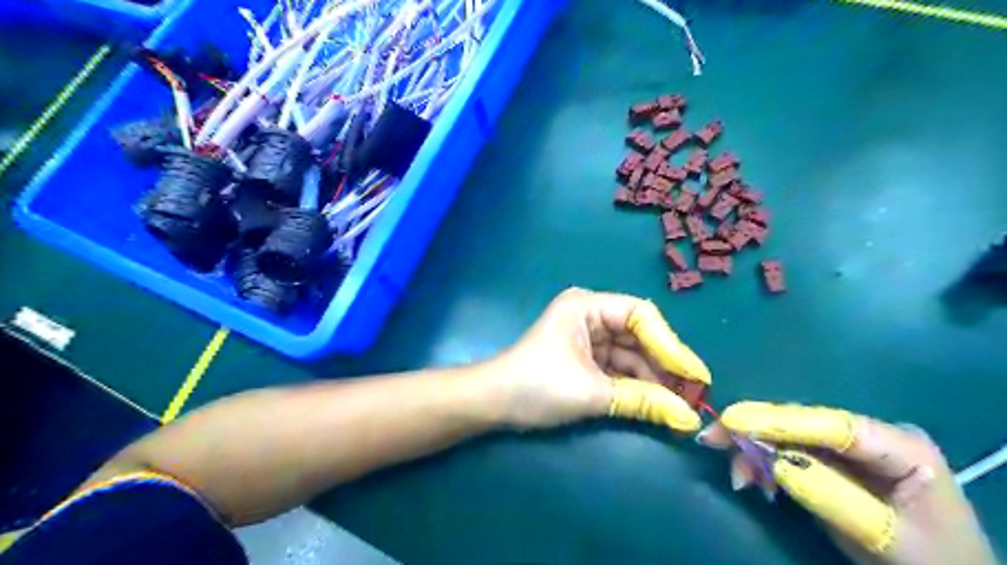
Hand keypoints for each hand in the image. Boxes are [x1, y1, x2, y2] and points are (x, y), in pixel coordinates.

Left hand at [489, 289, 705, 429]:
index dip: (671, 344)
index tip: (695, 374)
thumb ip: (642, 401)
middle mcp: (590, 315)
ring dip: (654, 379)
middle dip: (665, 365)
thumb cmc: (536, 386)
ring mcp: (588, 337)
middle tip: (695, 394)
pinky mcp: (586, 358)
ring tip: (682, 405)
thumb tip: (689, 419)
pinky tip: (657, 404)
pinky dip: (636, 385)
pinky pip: (619, 368)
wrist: (493, 403)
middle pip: (640, 335)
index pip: (641, 316)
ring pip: (631, 354)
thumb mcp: (591, 393)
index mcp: (587, 306)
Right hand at [703, 402, 997, 563]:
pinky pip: (790, 455)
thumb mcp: (883, 534)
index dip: (780, 420)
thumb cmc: (930, 562)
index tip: (733, 420)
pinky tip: (753, 480)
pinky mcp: (833, 464)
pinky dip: (765, 466)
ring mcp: (851, 449)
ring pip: (790, 437)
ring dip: (756, 453)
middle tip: (710, 439)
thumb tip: (773, 462)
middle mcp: (871, 436)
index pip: (833, 425)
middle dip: (756, 432)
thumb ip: (829, 495)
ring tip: (738, 477)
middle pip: (803, 425)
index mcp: (901, 445)